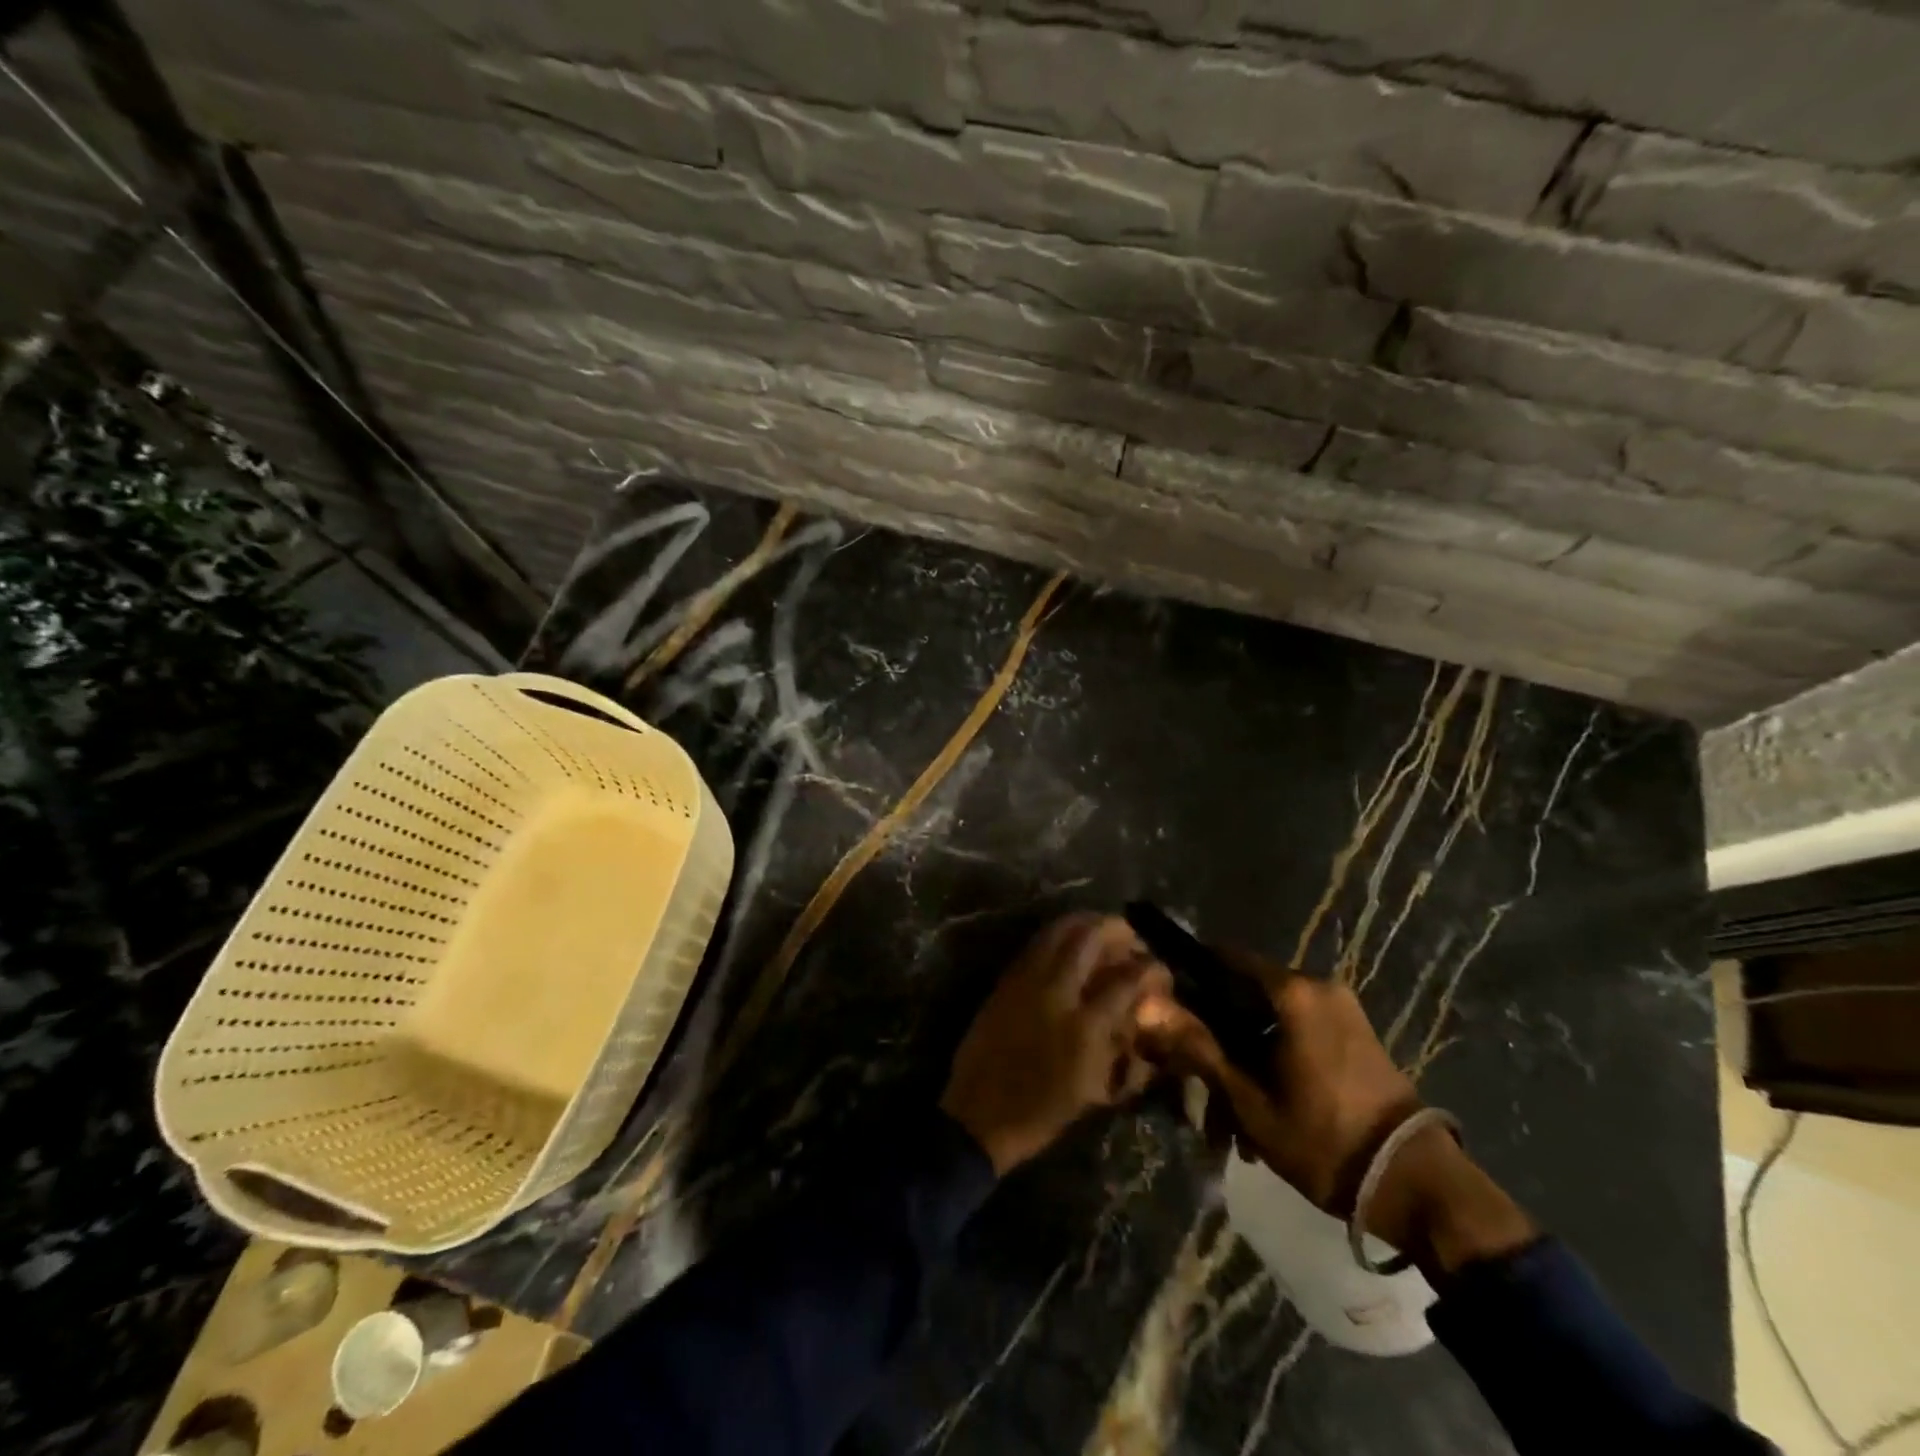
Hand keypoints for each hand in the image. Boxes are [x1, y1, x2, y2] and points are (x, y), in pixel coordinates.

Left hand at [941, 913, 1169, 1174]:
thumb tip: (1140, 1017)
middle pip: (1089, 939)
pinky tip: (1068, 941)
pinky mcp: (1005, 980)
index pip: (1126, 980)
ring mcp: (1026, 981)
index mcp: (1084, 1027)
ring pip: (1057, 931)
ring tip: (1101, 927)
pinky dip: (1057, 934)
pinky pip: (1036, 944)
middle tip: (1130, 936)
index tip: (1160, 967)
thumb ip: (1122, 1050)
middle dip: (1115, 929)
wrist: (979, 1114)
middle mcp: (1056, 992)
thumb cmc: (1042, 1113)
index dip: (1150, 968)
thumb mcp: (1093, 1089)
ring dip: (1084, 923)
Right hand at [1137, 948, 1534, 1273]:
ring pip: (1268, 1021)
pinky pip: (1296, 1033)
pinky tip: (1262, 1113)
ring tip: (1229, 1123)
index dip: (1188, 981)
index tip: (1166, 1013)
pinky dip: (1272, 1062)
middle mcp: (1317, 987)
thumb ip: (1197, 1047)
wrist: (1420, 1187)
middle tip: (1197, 1088)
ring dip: (1243, 1061)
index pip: (1222, 958)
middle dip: (1216, 1039)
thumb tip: (1146, 1006)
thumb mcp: (1249, 1100)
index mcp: (1291, 991)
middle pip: (1243, 995)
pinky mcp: (1355, 1035)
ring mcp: (1341, 1011)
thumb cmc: (1324, 1139)